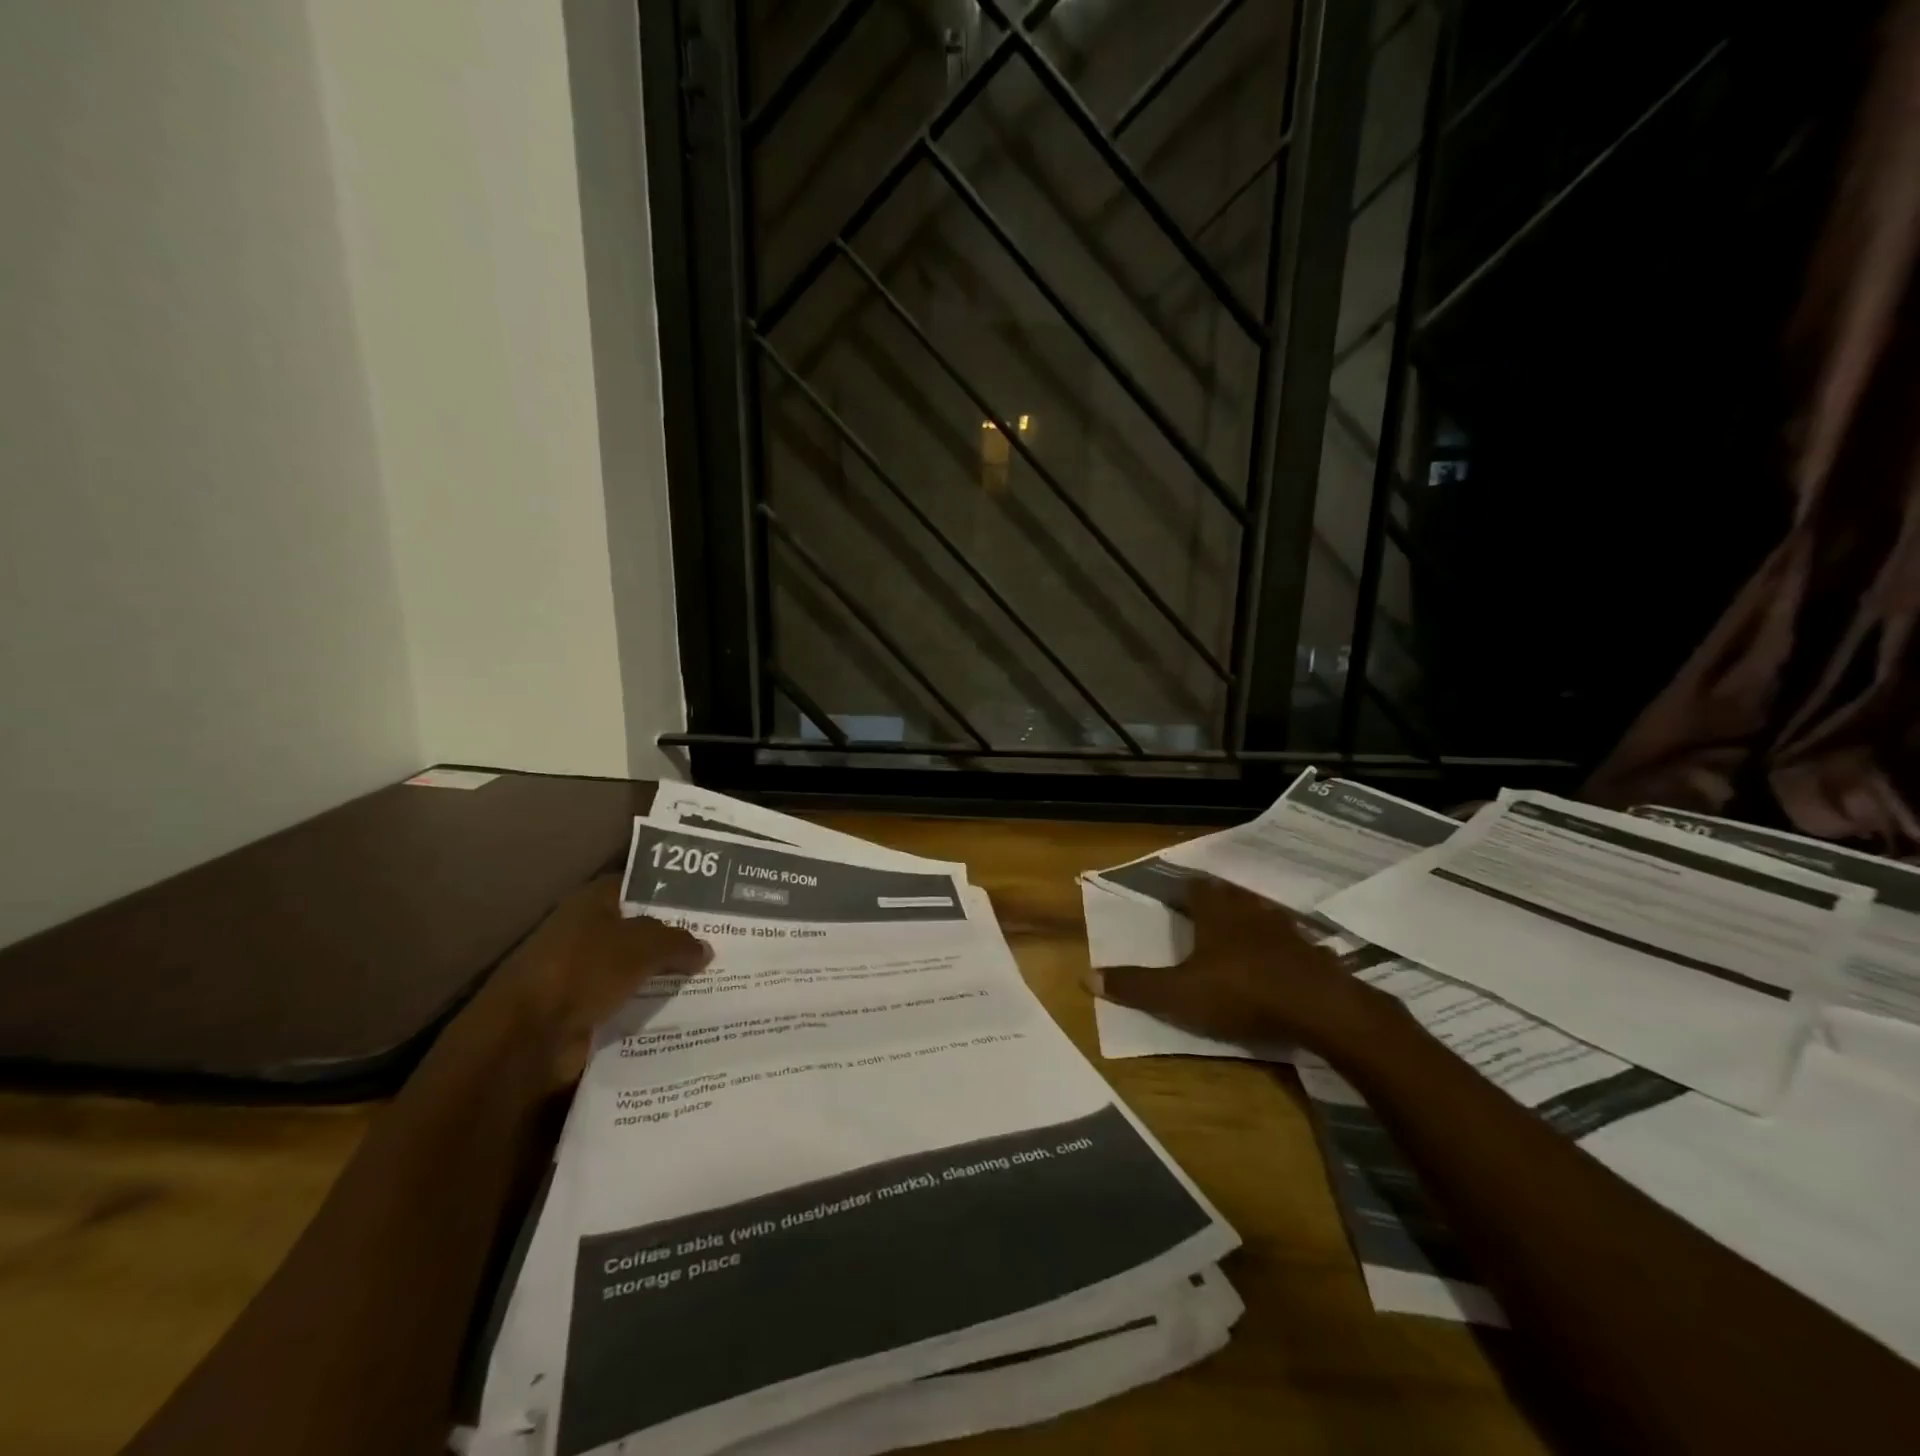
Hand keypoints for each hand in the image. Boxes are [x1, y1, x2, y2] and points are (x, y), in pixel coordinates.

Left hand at [479, 876, 711, 1087]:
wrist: (528, 1037)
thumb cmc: (584, 971)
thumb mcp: (644, 946)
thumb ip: (678, 943)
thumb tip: (705, 949)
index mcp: (592, 902)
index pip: (637, 887)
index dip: (669, 893)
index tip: (706, 906)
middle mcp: (584, 932)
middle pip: (638, 931)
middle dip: (672, 939)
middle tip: (718, 944)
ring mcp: (580, 974)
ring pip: (633, 970)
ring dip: (662, 977)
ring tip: (710, 980)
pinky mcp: (579, 1011)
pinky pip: (624, 1004)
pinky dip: (647, 1009)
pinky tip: (682, 1012)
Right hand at [1090, 877, 1392, 1052]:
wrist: (1321, 1008)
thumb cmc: (1242, 992)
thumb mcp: (1179, 994)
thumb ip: (1136, 986)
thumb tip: (1085, 976)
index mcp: (1215, 912)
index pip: (1195, 887)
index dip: (1183, 888)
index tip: (1174, 892)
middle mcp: (1249, 910)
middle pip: (1228, 895)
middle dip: (1214, 900)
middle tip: (1202, 909)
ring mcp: (1285, 929)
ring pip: (1260, 914)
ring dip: (1247, 919)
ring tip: (1236, 930)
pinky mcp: (1312, 952)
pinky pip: (1289, 939)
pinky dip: (1278, 944)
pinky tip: (1276, 959)